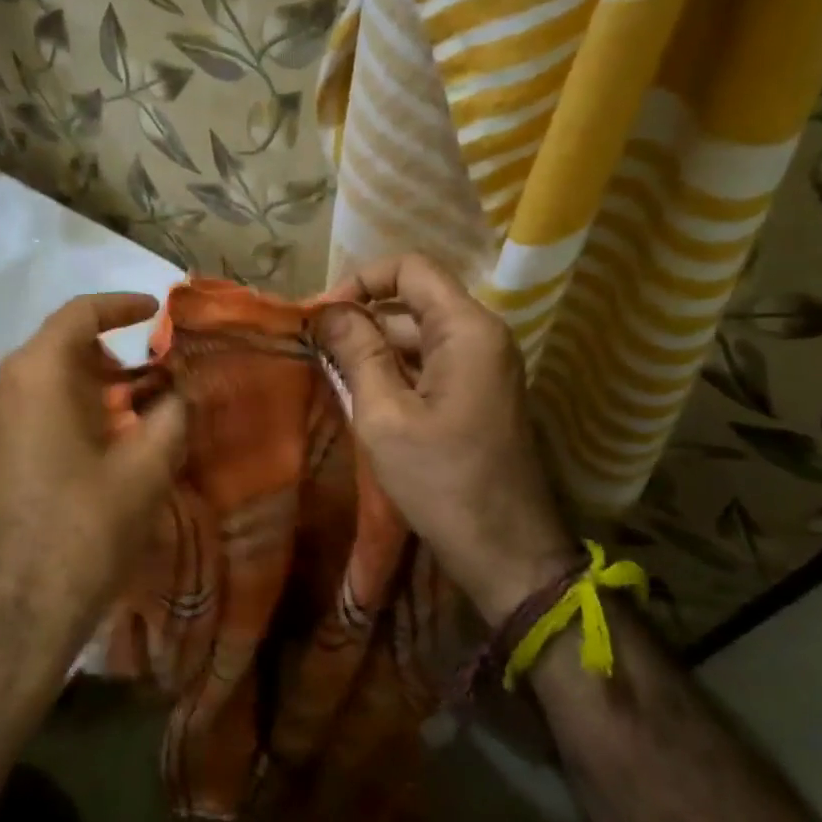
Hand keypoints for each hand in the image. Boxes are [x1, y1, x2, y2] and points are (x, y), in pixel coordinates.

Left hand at [0, 293, 186, 666]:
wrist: (21, 608)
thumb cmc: (87, 526)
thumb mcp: (146, 466)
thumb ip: (172, 413)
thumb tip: (182, 389)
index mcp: (36, 373)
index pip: (79, 314)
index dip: (121, 306)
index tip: (155, 311)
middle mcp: (2, 385)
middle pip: (61, 347)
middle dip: (112, 355)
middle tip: (155, 377)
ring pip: (46, 380)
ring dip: (91, 385)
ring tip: (135, 413)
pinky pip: (32, 409)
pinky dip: (69, 408)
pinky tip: (101, 443)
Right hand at [316, 255, 579, 624]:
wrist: (506, 552)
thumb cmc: (442, 481)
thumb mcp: (385, 416)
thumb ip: (357, 353)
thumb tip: (329, 311)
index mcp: (467, 330)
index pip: (410, 269)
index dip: (361, 281)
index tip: (321, 316)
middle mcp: (483, 336)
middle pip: (414, 301)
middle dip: (362, 318)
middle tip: (314, 348)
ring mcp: (485, 367)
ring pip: (420, 335)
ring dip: (375, 348)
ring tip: (330, 373)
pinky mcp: (480, 395)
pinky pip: (432, 364)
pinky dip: (396, 371)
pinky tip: (362, 396)